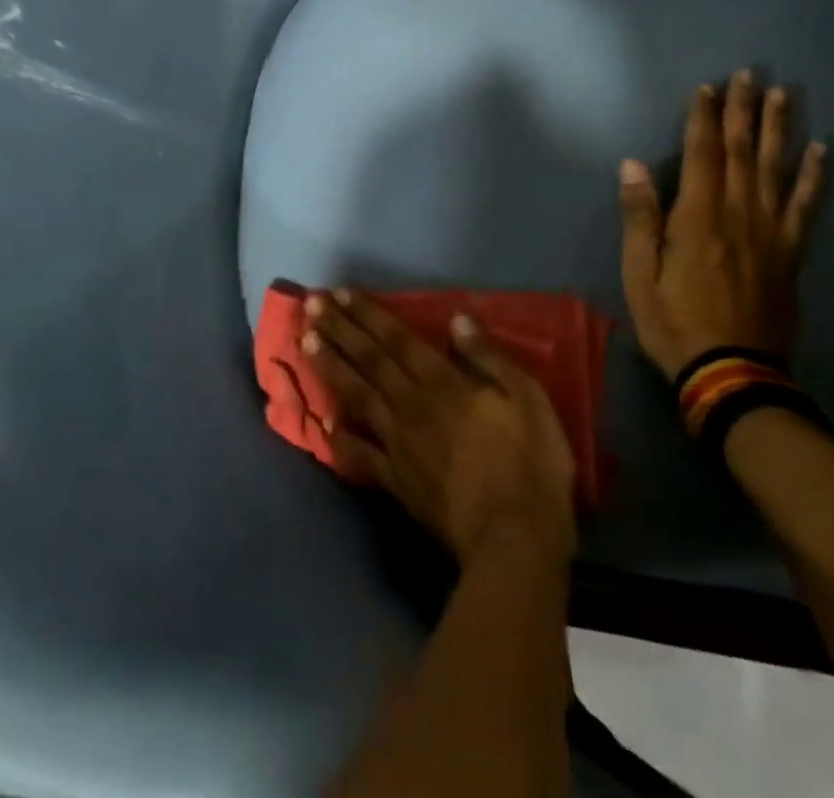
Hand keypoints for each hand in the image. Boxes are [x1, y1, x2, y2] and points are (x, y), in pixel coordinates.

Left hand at [301, 289, 576, 567]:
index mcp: (443, 384)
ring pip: (357, 397)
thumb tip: (457, 319)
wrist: (513, 541)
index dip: (368, 315)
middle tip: (309, 306)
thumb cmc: (529, 464)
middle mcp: (412, 406)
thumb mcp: (527, 399)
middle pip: (369, 361)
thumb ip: (489, 357)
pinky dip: (340, 437)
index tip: (339, 294)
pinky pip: (361, 454)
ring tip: (304, 344)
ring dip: (330, 368)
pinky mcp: (396, 481)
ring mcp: (399, 445)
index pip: (397, 340)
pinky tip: (323, 423)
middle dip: (339, 330)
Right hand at [618, 68, 826, 379]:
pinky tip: (821, 151)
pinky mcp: (790, 253)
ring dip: (779, 129)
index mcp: (698, 217)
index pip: (702, 154)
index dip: (703, 118)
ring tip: (784, 94)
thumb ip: (640, 217)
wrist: (732, 374)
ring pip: (776, 169)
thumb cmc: (674, 323)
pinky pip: (806, 207)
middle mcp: (739, 214)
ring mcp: (771, 233)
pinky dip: (814, 176)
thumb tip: (633, 164)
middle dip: (744, 110)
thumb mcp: (639, 275)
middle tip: (749, 74)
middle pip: (743, 152)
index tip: (707, 87)